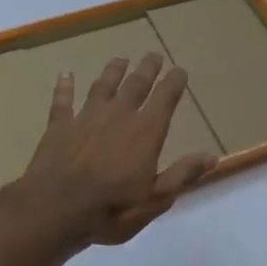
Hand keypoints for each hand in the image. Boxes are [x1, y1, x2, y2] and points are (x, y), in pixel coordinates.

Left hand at [10, 53, 218, 248]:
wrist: (54, 210)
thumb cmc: (112, 209)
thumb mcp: (156, 199)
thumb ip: (183, 175)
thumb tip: (212, 157)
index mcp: (146, 132)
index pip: (165, 98)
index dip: (174, 82)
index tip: (180, 70)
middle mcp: (118, 116)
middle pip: (136, 85)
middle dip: (147, 69)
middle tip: (154, 55)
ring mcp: (86, 118)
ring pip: (102, 86)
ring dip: (113, 71)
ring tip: (120, 59)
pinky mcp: (59, 126)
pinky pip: (63, 101)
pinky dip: (65, 86)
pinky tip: (66, 74)